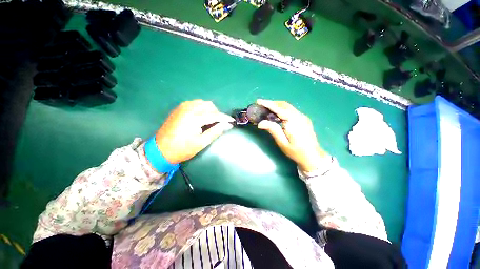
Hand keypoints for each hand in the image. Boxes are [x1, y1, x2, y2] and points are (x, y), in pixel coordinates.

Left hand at [155, 100, 233, 163]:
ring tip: (211, 120)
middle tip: (219, 123)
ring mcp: (182, 107)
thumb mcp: (201, 143)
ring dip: (210, 110)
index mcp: (194, 118)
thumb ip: (216, 132)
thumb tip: (228, 125)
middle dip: (217, 113)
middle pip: (209, 106)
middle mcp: (188, 108)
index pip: (215, 115)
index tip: (232, 121)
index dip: (225, 118)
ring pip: (202, 103)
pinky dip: (201, 108)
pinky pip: (195, 103)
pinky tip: (201, 117)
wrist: (160, 150)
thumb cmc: (182, 149)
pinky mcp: (179, 108)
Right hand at [256, 99, 328, 171]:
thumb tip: (260, 123)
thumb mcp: (283, 143)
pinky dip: (282, 110)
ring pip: (288, 107)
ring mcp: (303, 117)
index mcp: (293, 121)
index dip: (267, 104)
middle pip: (284, 105)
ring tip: (267, 109)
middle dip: (272, 103)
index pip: (278, 109)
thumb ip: (273, 130)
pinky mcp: (304, 119)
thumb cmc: (296, 151)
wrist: (313, 157)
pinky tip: (278, 115)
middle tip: (262, 105)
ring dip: (277, 106)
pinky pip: (291, 111)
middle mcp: (299, 116)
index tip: (258, 101)